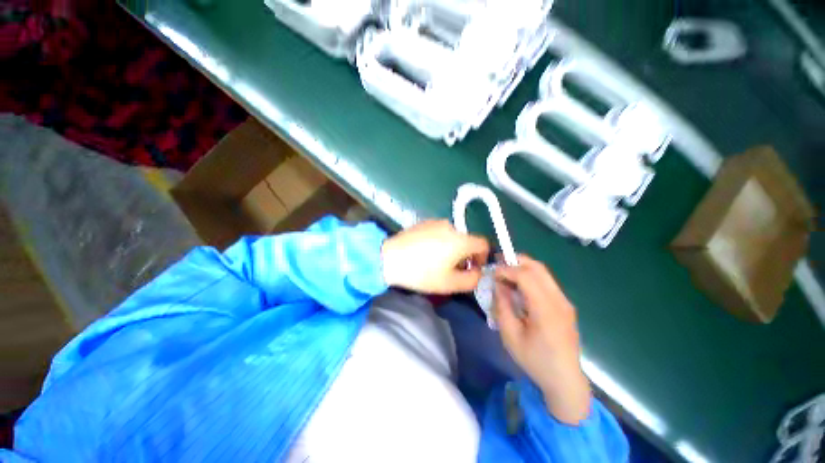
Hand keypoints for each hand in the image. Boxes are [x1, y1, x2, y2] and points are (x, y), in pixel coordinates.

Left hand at [381, 220, 488, 293]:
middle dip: (466, 255)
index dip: (482, 257)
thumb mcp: (451, 283)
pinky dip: (440, 241)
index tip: (472, 269)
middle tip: (453, 269)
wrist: (389, 258)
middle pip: (467, 240)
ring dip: (452, 248)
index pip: (483, 244)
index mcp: (461, 239)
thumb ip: (473, 279)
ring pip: (453, 236)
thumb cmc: (422, 272)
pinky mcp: (423, 222)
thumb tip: (477, 271)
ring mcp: (436, 222)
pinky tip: (426, 252)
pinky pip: (439, 232)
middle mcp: (451, 226)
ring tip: (437, 261)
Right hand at [494, 255, 590, 424]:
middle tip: (498, 264)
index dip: (507, 270)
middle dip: (516, 261)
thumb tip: (498, 284)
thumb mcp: (510, 335)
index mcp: (546, 310)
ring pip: (543, 272)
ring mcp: (565, 302)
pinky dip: (530, 277)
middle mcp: (559, 301)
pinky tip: (519, 286)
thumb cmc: (534, 360)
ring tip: (506, 274)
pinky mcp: (565, 305)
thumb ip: (502, 306)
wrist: (565, 380)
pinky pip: (546, 282)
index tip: (492, 273)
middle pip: (538, 268)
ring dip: (523, 268)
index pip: (526, 276)